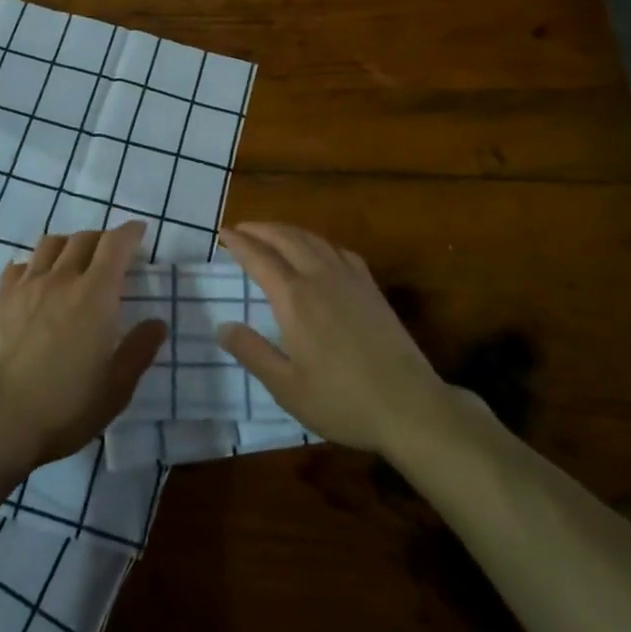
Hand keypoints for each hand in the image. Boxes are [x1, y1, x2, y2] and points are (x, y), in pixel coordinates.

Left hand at [0, 220, 166, 474]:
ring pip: (50, 244)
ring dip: (68, 244)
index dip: (130, 232)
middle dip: (102, 238)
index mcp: (96, 294)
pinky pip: (20, 265)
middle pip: (84, 238)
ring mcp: (27, 286)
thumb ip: (139, 350)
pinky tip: (36, 282)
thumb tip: (157, 323)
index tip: (139, 232)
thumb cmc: (65, 407)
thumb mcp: (116, 389)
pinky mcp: (0, 299)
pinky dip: (35, 264)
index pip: (116, 244)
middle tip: (110, 253)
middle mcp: (62, 278)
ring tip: (73, 261)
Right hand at [217, 222, 454, 455]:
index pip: (259, 258)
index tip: (223, 232)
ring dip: (287, 230)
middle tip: (242, 227)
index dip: (239, 243)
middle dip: (261, 229)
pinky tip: (319, 250)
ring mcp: (348, 278)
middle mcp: (319, 277)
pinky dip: (319, 242)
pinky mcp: (370, 286)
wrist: (409, 404)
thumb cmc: (343, 401)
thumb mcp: (287, 388)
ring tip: (272, 232)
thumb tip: (222, 326)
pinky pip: (339, 250)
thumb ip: (252, 353)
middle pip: (285, 238)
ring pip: (312, 239)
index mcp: (294, 299)